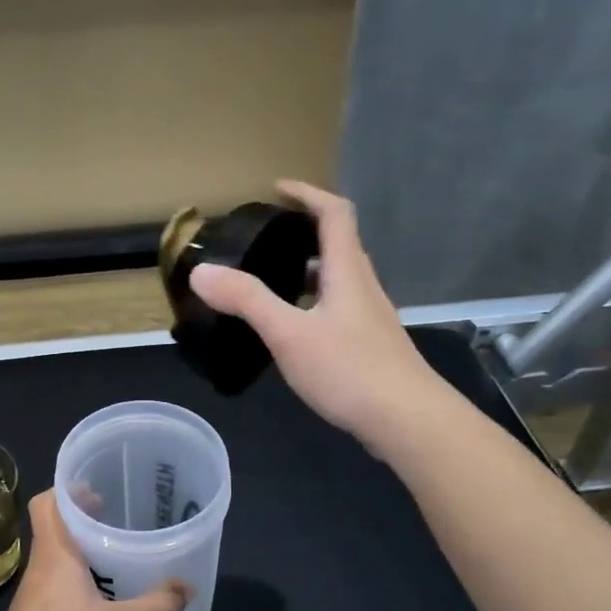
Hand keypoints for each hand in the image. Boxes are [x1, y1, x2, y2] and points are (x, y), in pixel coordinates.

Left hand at [0, 491, 188, 610]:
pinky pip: (53, 587)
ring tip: (113, 560)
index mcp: (55, 555)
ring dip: (78, 554)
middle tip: (115, 522)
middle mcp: (39, 569)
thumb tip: (188, 588)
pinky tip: (99, 603)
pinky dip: (74, 583)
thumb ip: (156, 606)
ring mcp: (31, 597)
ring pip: (54, 560)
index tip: (96, 490)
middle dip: (81, 522)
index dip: (68, 491)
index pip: (46, 504)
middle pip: (52, 529)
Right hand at [190, 180, 435, 446]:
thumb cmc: (350, 370)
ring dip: (306, 268)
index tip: (276, 189)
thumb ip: (246, 300)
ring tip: (269, 278)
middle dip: (303, 231)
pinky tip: (292, 328)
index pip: (334, 213)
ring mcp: (369, 318)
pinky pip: (337, 308)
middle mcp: (363, 287)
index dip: (307, 193)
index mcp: (347, 272)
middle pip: (338, 244)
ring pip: (337, 279)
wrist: (409, 422)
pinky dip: (312, 301)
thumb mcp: (289, 333)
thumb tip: (201, 271)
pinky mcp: (369, 346)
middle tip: (264, 237)